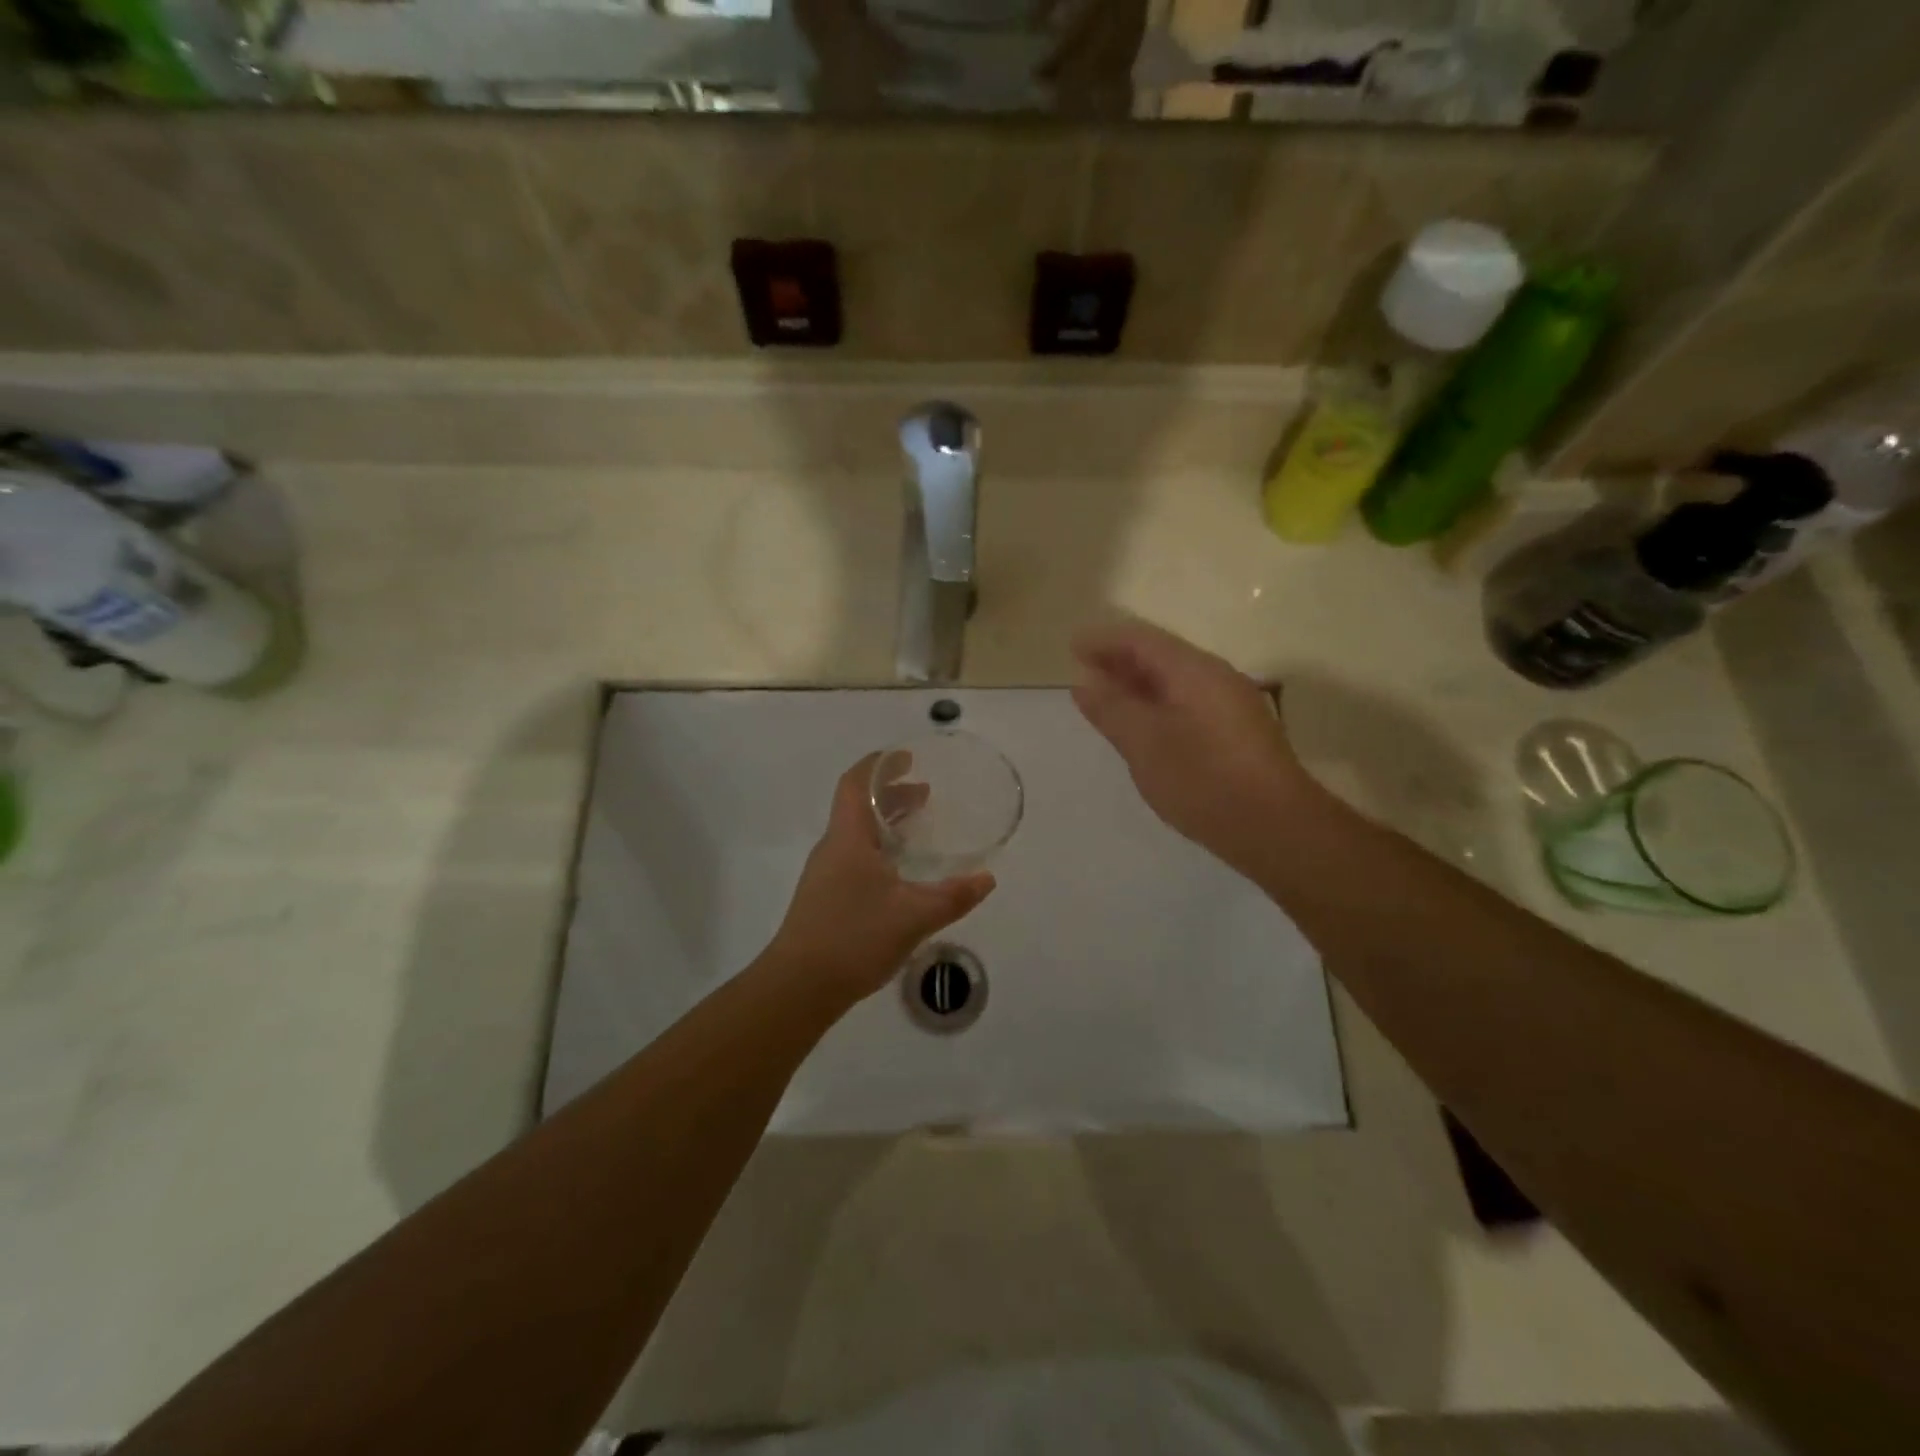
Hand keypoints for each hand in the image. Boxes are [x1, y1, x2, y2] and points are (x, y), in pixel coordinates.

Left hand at [768, 755, 995, 1003]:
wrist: (798, 987)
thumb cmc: (853, 937)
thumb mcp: (913, 916)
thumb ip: (953, 896)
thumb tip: (987, 879)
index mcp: (848, 838)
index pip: (856, 784)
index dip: (879, 764)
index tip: (906, 757)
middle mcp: (833, 848)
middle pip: (859, 806)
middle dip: (892, 794)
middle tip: (925, 791)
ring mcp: (826, 874)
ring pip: (858, 833)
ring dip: (886, 822)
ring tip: (918, 825)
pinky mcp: (826, 898)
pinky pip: (855, 856)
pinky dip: (880, 848)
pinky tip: (900, 872)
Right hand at [1071, 618, 1310, 862]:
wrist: (1277, 828)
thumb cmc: (1204, 780)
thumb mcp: (1145, 743)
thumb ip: (1112, 708)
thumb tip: (1084, 680)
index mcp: (1194, 671)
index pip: (1141, 640)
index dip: (1104, 640)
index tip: (1071, 647)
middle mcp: (1216, 678)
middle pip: (1160, 656)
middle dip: (1119, 660)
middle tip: (1082, 673)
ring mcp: (1231, 705)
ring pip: (1175, 681)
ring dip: (1137, 684)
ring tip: (1104, 698)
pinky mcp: (1236, 733)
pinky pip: (1187, 702)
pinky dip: (1156, 704)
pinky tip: (1142, 727)